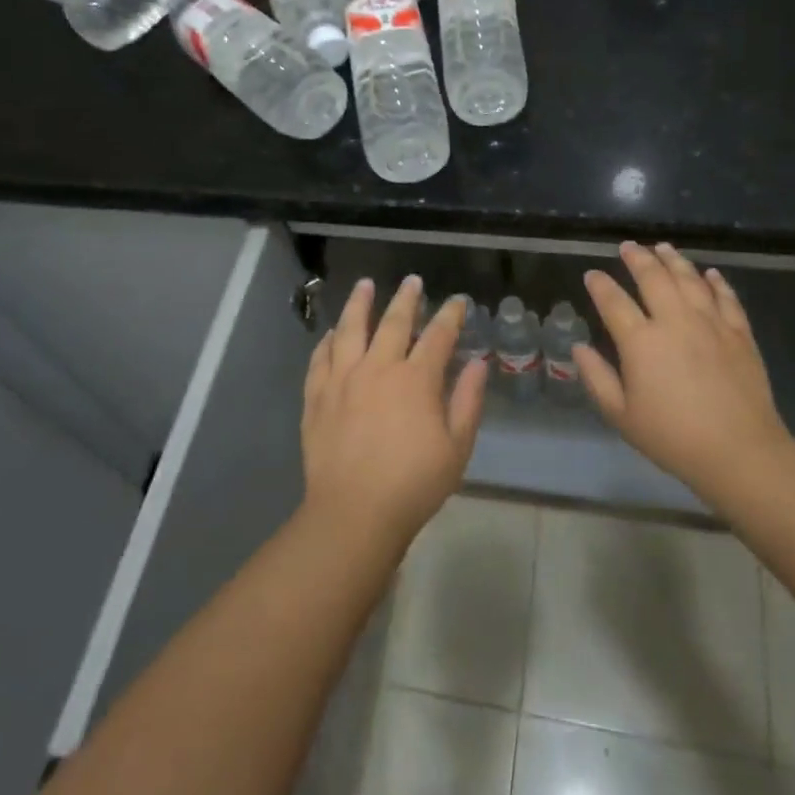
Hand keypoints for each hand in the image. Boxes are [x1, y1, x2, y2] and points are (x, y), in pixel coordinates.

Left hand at [301, 276, 487, 552]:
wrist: (354, 513)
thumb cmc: (414, 484)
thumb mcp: (457, 447)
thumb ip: (468, 401)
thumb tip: (477, 364)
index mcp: (416, 379)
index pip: (438, 335)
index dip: (450, 315)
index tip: (458, 301)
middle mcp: (378, 368)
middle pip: (393, 322)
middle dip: (406, 298)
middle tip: (411, 281)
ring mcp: (343, 379)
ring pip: (350, 330)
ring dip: (359, 304)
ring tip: (364, 285)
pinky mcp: (317, 397)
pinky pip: (320, 359)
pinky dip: (327, 341)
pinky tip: (331, 333)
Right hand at [576, 243, 794, 508]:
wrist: (739, 451)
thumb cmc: (672, 437)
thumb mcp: (621, 415)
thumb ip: (597, 378)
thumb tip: (579, 347)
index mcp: (641, 341)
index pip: (614, 301)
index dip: (600, 285)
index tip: (592, 274)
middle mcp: (674, 321)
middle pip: (653, 277)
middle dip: (637, 258)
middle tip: (628, 246)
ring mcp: (710, 323)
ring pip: (689, 279)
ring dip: (674, 260)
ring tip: (663, 247)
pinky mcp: (739, 333)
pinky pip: (726, 297)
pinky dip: (716, 282)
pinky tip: (710, 273)